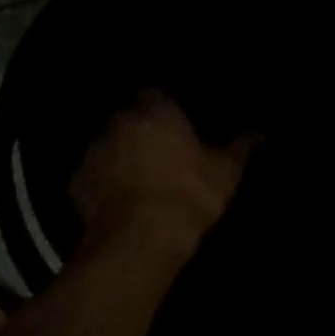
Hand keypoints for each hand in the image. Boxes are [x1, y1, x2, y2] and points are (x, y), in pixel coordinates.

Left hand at [71, 91, 253, 251]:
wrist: (139, 240)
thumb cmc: (189, 197)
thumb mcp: (226, 174)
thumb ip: (240, 148)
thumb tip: (258, 132)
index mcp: (156, 111)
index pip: (157, 95)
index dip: (167, 112)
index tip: (177, 130)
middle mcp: (119, 121)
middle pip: (129, 119)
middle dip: (140, 132)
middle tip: (159, 155)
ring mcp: (93, 150)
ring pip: (107, 145)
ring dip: (118, 156)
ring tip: (136, 180)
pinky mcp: (75, 181)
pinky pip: (91, 175)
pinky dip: (101, 183)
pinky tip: (115, 201)